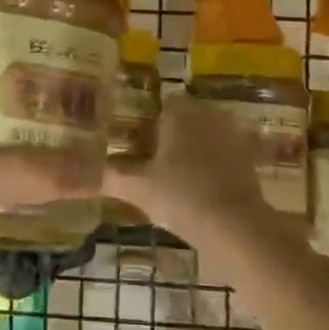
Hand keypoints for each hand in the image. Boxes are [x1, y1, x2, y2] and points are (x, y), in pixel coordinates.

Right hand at [104, 94, 291, 255]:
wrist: (236, 226)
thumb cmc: (181, 196)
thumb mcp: (138, 188)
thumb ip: (109, 177)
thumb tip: (78, 174)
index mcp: (180, 112)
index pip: (163, 103)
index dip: (150, 120)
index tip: (139, 141)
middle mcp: (209, 115)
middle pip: (186, 117)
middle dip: (173, 133)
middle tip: (153, 158)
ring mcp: (233, 136)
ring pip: (207, 134)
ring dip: (195, 148)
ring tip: (176, 174)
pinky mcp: (250, 159)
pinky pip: (225, 155)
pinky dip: (215, 166)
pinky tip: (202, 187)